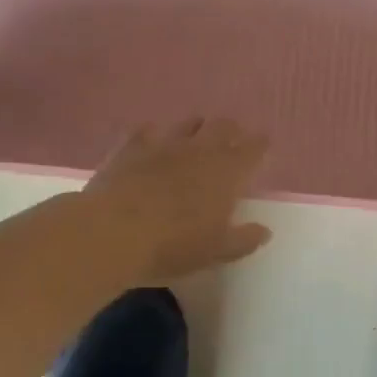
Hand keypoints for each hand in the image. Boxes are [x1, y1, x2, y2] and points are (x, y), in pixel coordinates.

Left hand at [81, 118, 272, 283]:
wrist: (112, 232)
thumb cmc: (172, 246)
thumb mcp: (215, 252)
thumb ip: (243, 239)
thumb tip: (264, 230)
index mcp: (227, 173)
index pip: (253, 149)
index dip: (260, 145)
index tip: (263, 145)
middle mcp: (200, 150)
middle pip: (223, 127)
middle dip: (231, 130)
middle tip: (232, 139)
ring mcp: (164, 144)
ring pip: (188, 124)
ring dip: (197, 127)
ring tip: (197, 136)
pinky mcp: (131, 146)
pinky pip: (148, 130)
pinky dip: (155, 133)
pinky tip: (153, 140)